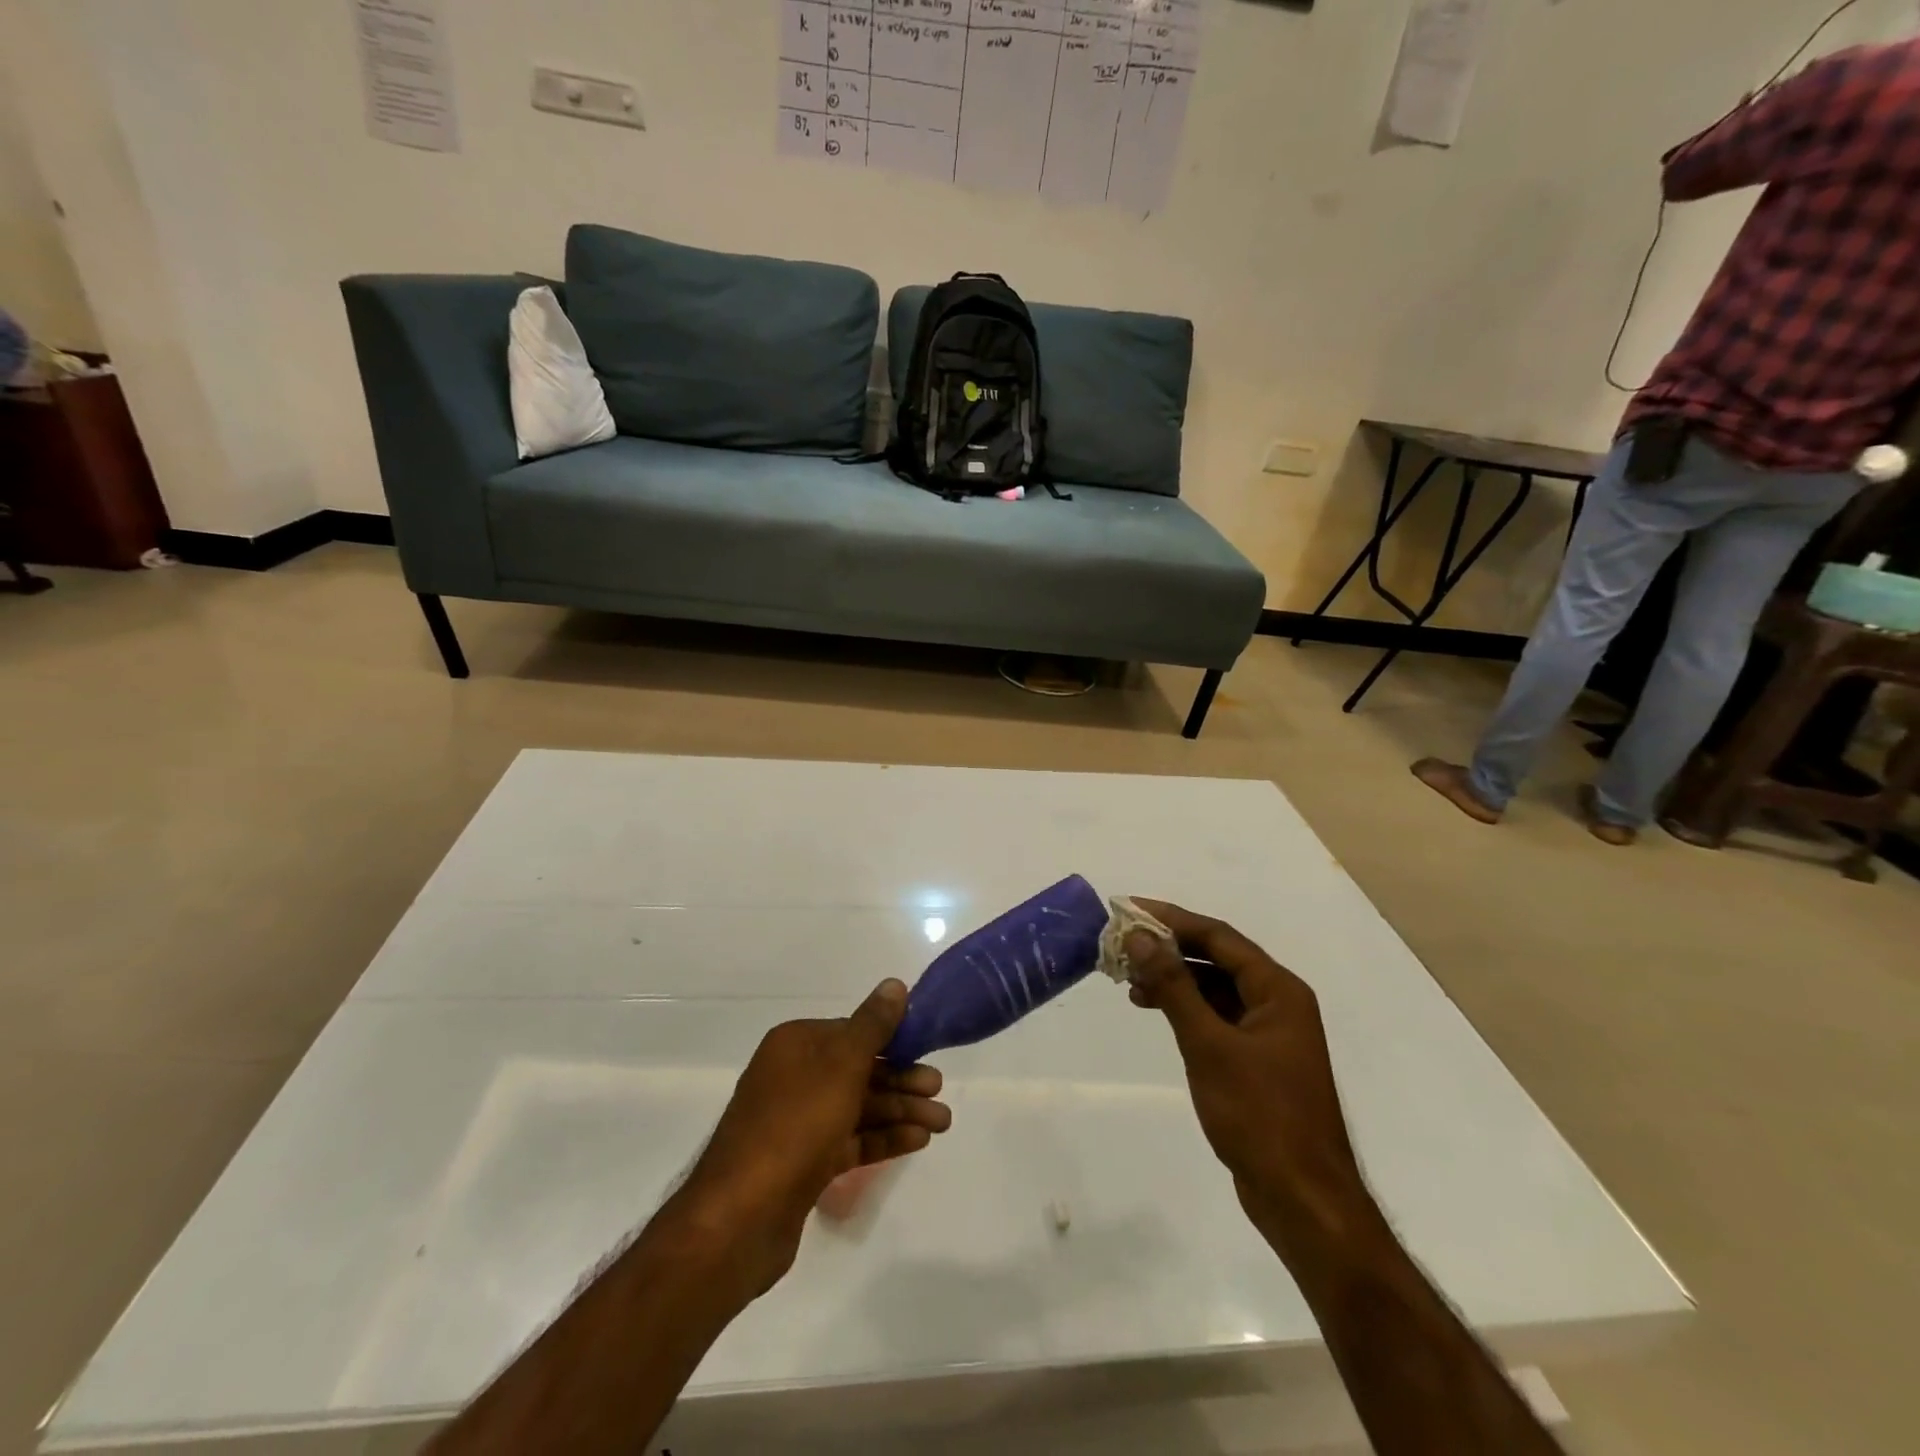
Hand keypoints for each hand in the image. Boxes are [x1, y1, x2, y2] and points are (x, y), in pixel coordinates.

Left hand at [669, 980, 951, 1298]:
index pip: (852, 1031)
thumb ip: (872, 1026)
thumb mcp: (841, 1065)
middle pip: (858, 1070)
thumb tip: (894, 984)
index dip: (892, 1040)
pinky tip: (917, 1141)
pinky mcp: (803, 1164)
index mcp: (795, 1044)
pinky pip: (850, 1141)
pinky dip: (882, 1139)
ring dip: (899, 1112)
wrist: (741, 1218)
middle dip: (901, 1080)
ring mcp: (797, 1122)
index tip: (927, 1049)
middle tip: (939, 1091)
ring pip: (858, 1107)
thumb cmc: (794, 1125)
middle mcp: (793, 1077)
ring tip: (942, 1123)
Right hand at [1125, 901, 1370, 1254]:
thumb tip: (1140, 936)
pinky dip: (1186, 1009)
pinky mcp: (1257, 1062)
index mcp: (1278, 990)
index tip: (1130, 908)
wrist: (1303, 1201)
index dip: (1172, 919)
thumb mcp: (1209, 1045)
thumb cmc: (1260, 1116)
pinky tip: (1156, 1012)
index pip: (1219, 936)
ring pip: (1215, 989)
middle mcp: (1278, 1003)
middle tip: (1123, 946)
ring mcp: (1269, 1034)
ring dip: (1175, 980)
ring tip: (1130, 982)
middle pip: (1217, 958)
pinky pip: (1217, 1017)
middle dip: (1170, 949)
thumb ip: (1174, 987)